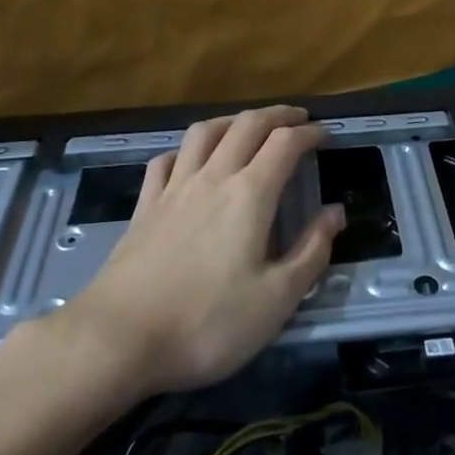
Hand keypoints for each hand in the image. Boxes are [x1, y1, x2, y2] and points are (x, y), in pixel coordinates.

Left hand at [66, 105, 342, 396]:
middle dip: (277, 115)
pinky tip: (188, 160)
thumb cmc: (208, 323)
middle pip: (246, 125)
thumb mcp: (276, 300)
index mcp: (249, 194)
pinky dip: (185, 150)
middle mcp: (212, 178)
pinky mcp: (144, 207)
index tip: (327, 134)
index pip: (285, 143)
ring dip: (231, 121)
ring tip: (246, 127)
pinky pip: (165, 160)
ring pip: (203, 133)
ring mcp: (173, 189)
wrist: (119, 339)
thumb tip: (335, 212)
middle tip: (297, 118)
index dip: (310, 132)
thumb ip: (311, 252)